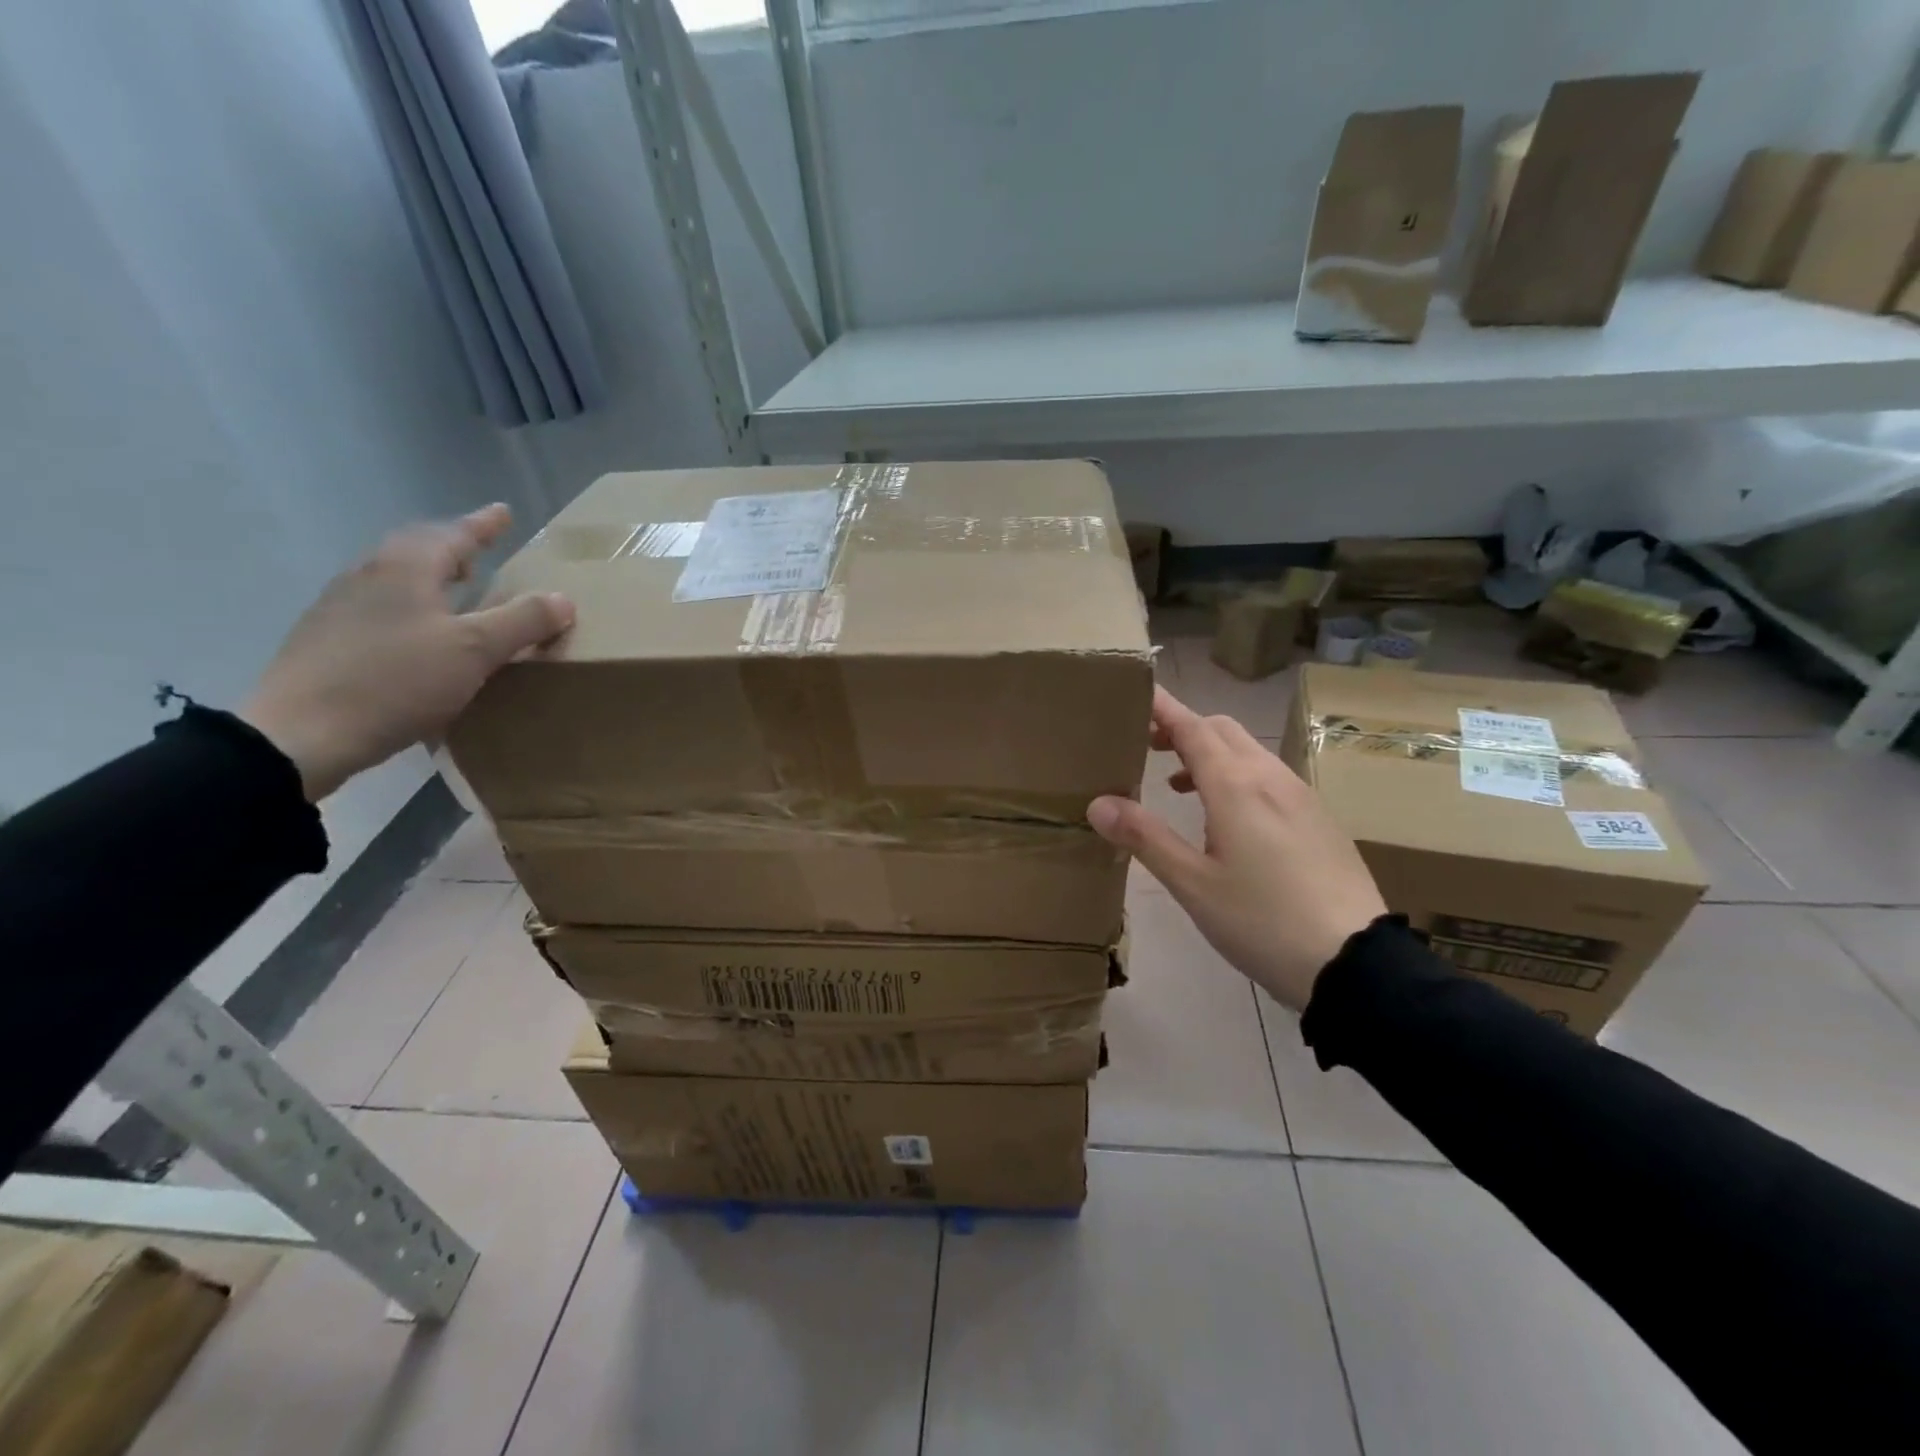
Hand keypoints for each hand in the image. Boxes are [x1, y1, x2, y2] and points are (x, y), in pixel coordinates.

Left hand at [241, 504, 572, 801]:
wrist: (302, 734)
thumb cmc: (397, 681)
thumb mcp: (475, 651)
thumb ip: (522, 621)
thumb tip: (563, 599)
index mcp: (405, 568)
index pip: (452, 534)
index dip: (483, 525)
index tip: (504, 512)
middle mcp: (368, 576)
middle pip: (415, 550)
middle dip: (452, 548)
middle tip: (480, 554)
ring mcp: (340, 608)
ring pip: (395, 579)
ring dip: (430, 579)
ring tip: (456, 594)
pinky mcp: (327, 641)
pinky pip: (380, 608)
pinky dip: (411, 609)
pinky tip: (420, 637)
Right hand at [1087, 685, 1385, 1010]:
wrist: (1354, 963)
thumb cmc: (1262, 921)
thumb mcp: (1192, 884)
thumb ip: (1145, 838)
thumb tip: (1098, 804)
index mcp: (1236, 786)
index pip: (1191, 727)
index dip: (1162, 708)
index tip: (1135, 691)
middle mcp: (1271, 778)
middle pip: (1221, 730)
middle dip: (1183, 727)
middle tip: (1148, 746)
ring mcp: (1302, 796)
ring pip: (1249, 752)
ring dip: (1211, 753)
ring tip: (1179, 786)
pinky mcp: (1320, 819)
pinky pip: (1270, 777)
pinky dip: (1238, 776)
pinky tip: (1228, 819)